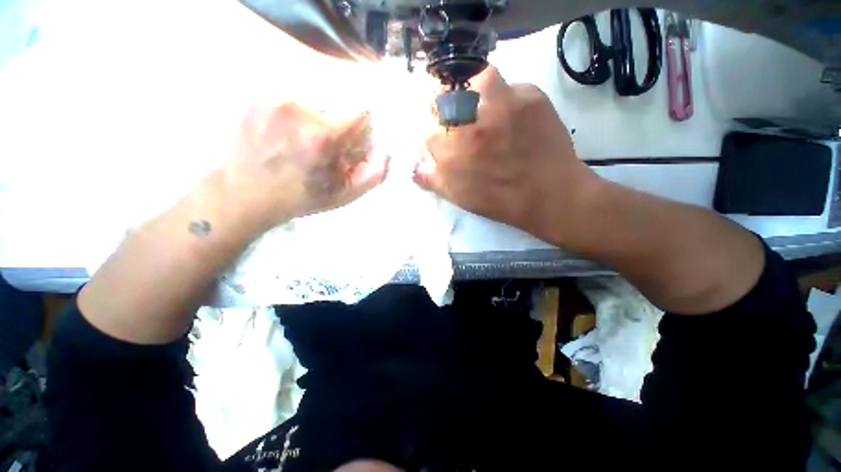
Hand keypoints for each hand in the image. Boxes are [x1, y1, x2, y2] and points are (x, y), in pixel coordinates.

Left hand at [222, 102, 388, 229]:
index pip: (362, 112)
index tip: (353, 142)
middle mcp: (298, 107)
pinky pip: (295, 92)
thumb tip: (386, 150)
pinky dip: (301, 109)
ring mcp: (273, 95)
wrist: (243, 192)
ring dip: (321, 115)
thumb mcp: (344, 195)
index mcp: (323, 136)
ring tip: (304, 140)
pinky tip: (288, 131)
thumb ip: (373, 174)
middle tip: (327, 147)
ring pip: (318, 96)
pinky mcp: (257, 91)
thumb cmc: (299, 197)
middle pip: (340, 102)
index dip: (362, 129)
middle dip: (341, 123)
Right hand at [414, 66, 598, 240]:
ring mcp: (500, 105)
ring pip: (477, 78)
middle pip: (446, 97)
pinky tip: (516, 116)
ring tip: (486, 105)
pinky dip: (509, 97)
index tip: (441, 132)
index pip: (427, 127)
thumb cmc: (499, 201)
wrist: (548, 196)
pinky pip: (511, 85)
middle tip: (462, 117)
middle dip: (447, 105)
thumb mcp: (458, 197)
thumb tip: (413, 169)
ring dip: (477, 88)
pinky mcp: (529, 96)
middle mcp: (469, 122)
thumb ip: (432, 180)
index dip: (433, 128)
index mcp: (449, 149)